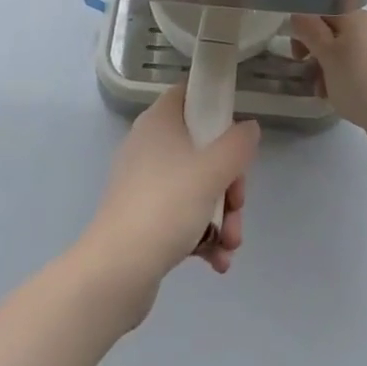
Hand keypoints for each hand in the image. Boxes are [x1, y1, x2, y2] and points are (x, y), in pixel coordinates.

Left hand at [82, 86, 259, 318]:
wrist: (117, 270)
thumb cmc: (166, 205)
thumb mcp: (213, 170)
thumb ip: (237, 145)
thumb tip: (249, 128)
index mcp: (159, 121)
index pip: (189, 95)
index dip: (215, 109)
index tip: (235, 138)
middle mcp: (149, 145)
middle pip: (201, 148)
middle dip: (228, 183)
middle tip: (237, 205)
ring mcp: (144, 183)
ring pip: (195, 186)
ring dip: (220, 215)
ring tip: (230, 245)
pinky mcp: (142, 217)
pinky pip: (180, 214)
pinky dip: (201, 233)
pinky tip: (217, 260)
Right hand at [289, 12, 366, 172]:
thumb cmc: (356, 80)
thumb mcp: (325, 54)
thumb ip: (309, 30)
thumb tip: (300, 15)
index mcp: (358, 16)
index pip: (324, 12)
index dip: (306, 29)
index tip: (299, 54)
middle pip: (338, 33)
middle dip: (318, 53)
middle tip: (308, 74)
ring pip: (352, 52)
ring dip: (332, 69)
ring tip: (324, 93)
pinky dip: (352, 77)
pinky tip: (346, 98)